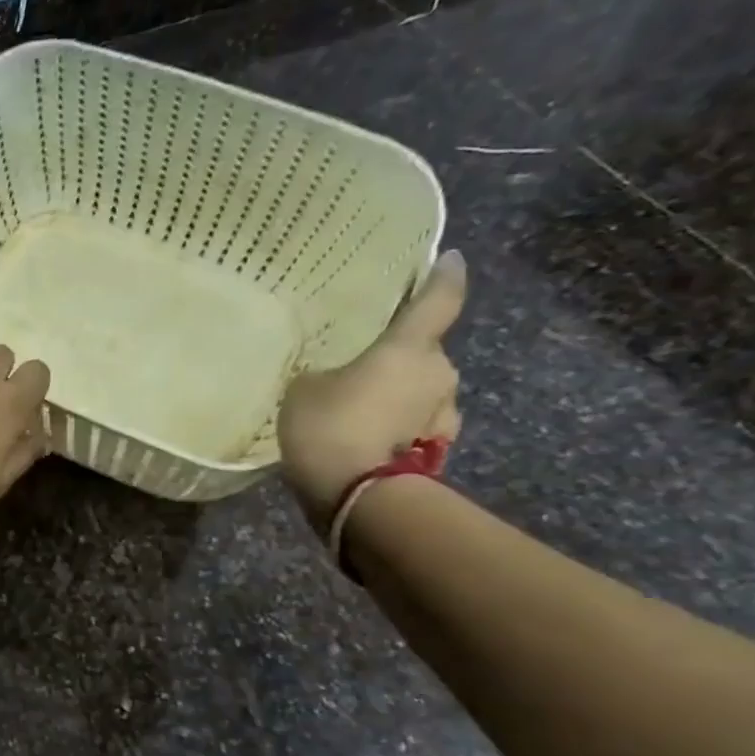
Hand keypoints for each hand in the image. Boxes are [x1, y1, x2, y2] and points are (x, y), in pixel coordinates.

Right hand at [278, 249, 466, 527]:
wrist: (356, 496)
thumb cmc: (329, 427)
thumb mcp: (304, 390)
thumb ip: (325, 375)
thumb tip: (337, 377)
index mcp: (410, 347)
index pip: (439, 299)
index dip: (444, 277)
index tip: (450, 259)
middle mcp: (439, 372)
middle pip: (423, 353)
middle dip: (399, 357)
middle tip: (363, 365)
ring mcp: (444, 414)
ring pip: (422, 392)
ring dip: (399, 396)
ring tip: (361, 408)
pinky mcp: (436, 449)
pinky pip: (415, 426)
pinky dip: (397, 427)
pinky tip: (368, 438)